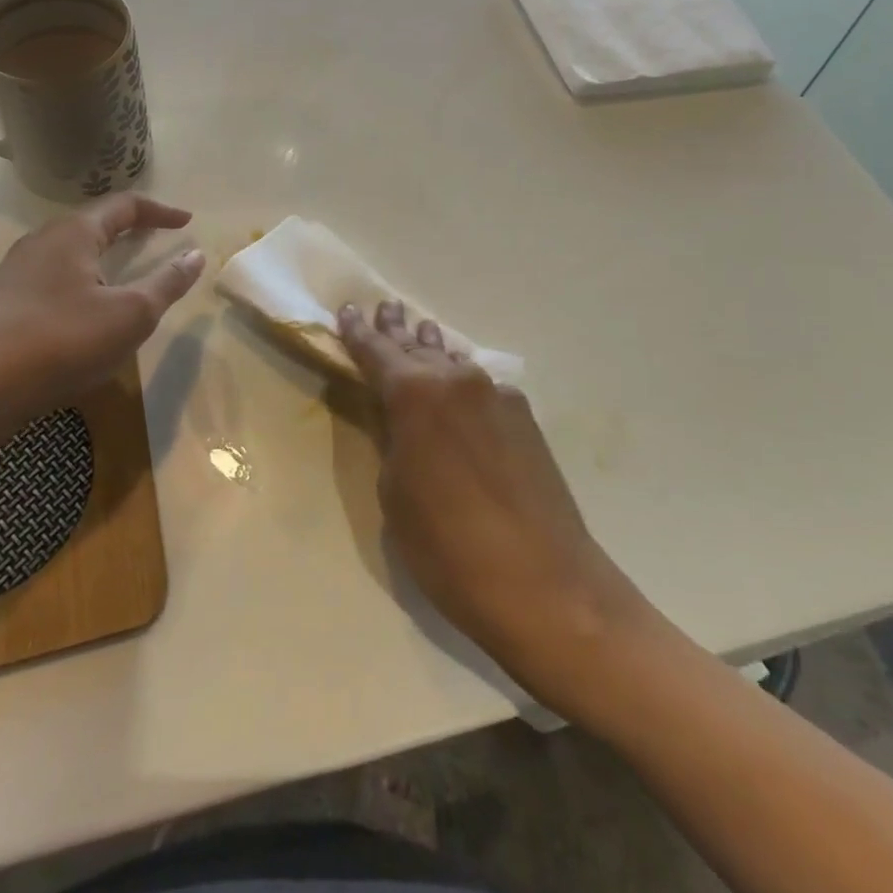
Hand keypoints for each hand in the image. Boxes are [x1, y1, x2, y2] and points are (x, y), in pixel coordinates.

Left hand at [0, 195, 204, 450]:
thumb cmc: (61, 343)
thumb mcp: (130, 315)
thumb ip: (167, 283)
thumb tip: (195, 255)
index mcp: (72, 233)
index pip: (124, 206)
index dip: (160, 212)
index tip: (187, 222)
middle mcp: (40, 242)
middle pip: (93, 224)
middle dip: (129, 229)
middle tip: (156, 240)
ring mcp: (14, 273)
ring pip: (70, 253)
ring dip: (103, 258)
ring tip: (124, 275)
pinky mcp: (1, 304)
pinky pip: (52, 279)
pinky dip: (82, 283)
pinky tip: (84, 313)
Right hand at [338, 300, 642, 704]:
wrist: (545, 585)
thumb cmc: (448, 548)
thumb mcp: (395, 496)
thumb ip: (392, 442)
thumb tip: (399, 420)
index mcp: (414, 395)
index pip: (376, 352)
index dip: (358, 332)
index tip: (346, 310)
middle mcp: (456, 381)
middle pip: (418, 347)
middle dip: (398, 330)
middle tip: (386, 308)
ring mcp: (497, 395)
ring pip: (453, 361)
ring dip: (432, 349)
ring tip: (420, 331)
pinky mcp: (524, 418)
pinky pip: (481, 386)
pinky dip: (461, 380)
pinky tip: (459, 384)